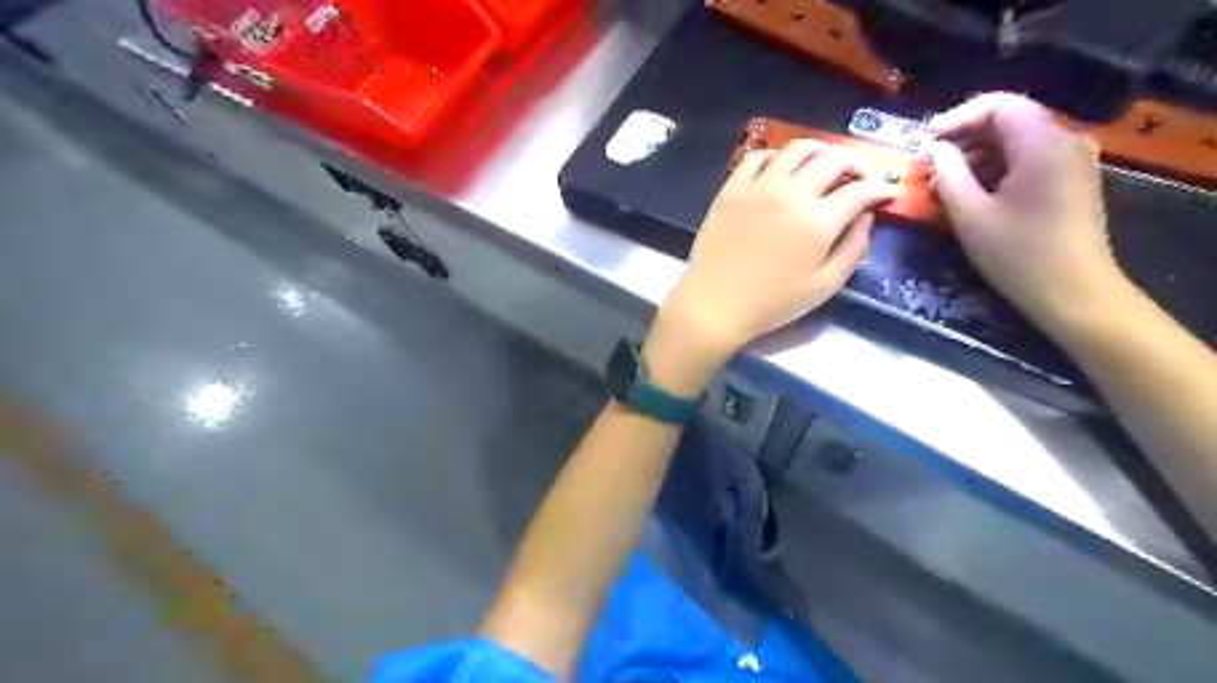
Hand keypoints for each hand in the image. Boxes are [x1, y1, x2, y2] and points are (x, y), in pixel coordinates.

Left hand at [647, 137, 889, 394]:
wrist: (714, 304)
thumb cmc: (771, 304)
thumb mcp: (824, 286)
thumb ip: (853, 249)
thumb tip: (866, 217)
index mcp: (817, 222)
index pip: (860, 190)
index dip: (881, 188)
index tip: (888, 192)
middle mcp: (791, 194)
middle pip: (833, 158)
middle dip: (856, 162)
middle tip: (860, 176)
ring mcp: (758, 187)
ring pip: (796, 149)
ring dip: (819, 151)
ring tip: (824, 164)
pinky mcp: (731, 189)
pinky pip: (757, 157)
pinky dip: (777, 156)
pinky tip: (781, 169)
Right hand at [929, 91, 1126, 329]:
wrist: (1073, 293)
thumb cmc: (1018, 254)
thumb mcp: (970, 215)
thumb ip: (948, 175)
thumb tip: (935, 150)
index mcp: (1043, 145)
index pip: (1000, 105)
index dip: (958, 117)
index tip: (926, 141)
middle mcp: (1065, 142)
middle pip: (1010, 121)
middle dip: (965, 139)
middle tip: (929, 166)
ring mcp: (1073, 162)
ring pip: (1017, 142)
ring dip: (977, 156)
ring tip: (944, 183)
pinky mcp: (1071, 181)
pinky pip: (1029, 160)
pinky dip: (996, 169)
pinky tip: (972, 193)